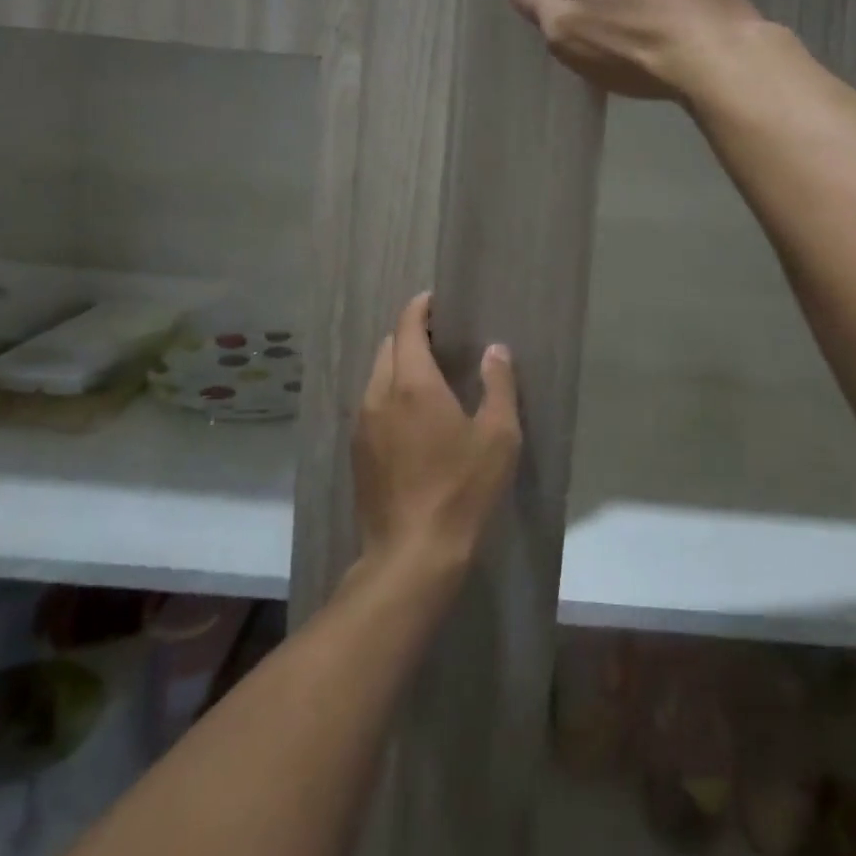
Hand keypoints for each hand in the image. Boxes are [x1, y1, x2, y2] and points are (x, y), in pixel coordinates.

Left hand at [352, 293, 520, 575]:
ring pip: (376, 376)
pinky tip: (412, 416)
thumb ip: (498, 385)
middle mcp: (379, 395)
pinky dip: (389, 393)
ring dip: (398, 365)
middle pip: (388, 348)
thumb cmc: (462, 489)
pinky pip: (371, 404)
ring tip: (428, 377)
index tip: (436, 300)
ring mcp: (362, 425)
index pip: (407, 327)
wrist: (412, 555)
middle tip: (441, 339)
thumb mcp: (497, 436)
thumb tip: (494, 350)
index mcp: (413, 384)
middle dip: (410, 335)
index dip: (420, 308)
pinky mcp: (357, 453)